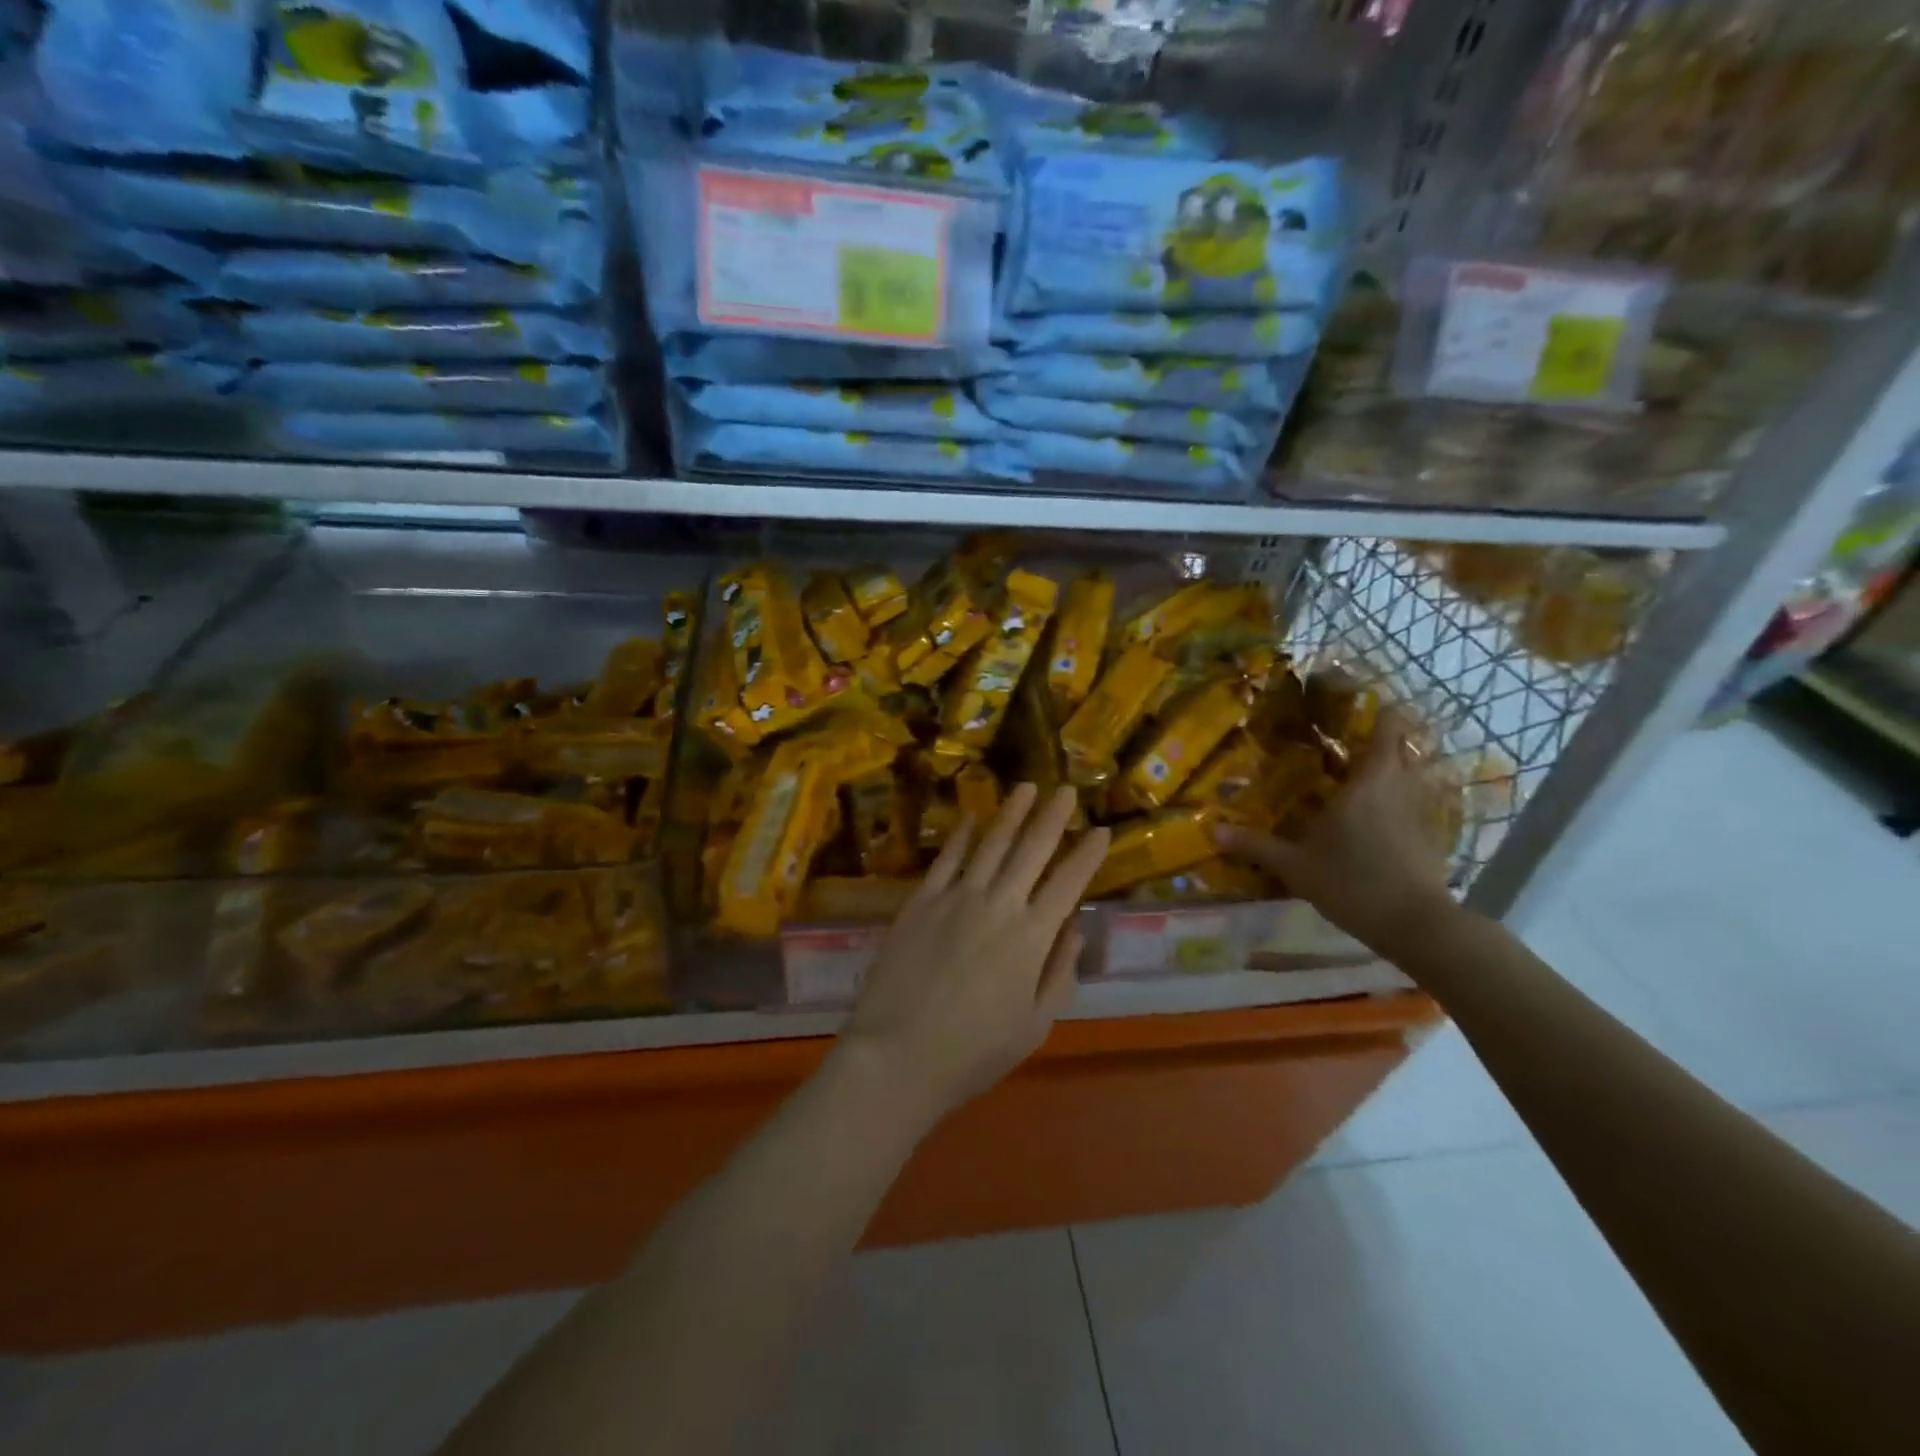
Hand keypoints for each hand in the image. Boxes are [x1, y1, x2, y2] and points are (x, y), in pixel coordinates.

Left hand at [840, 783, 1109, 1124]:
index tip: (1102, 829)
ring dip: (1011, 813)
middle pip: (1031, 850)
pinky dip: (962, 835)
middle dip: (1052, 817)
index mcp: (1032, 937)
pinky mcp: (920, 901)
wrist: (897, 1055)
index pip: (1069, 883)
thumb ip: (1059, 972)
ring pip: (990, 843)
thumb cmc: (973, 1051)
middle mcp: (998, 904)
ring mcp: (955, 897)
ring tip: (1026, 788)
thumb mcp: (1035, 1025)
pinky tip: (971, 816)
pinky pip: (946, 859)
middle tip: (1066, 789)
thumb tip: (1075, 928)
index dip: (1088, 854)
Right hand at [1214, 710, 1453, 950]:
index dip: (1379, 711)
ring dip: (1393, 768)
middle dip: (1382, 739)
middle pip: (1404, 747)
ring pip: (1413, 774)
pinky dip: (1400, 798)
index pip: (1388, 728)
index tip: (1357, 705)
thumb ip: (1255, 845)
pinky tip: (1377, 815)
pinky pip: (1415, 801)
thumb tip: (1212, 829)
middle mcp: (1400, 786)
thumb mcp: (1295, 866)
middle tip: (1346, 742)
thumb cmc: (1352, 882)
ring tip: (1359, 774)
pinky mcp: (1430, 836)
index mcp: (1369, 781)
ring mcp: (1421, 811)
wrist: (1415, 925)